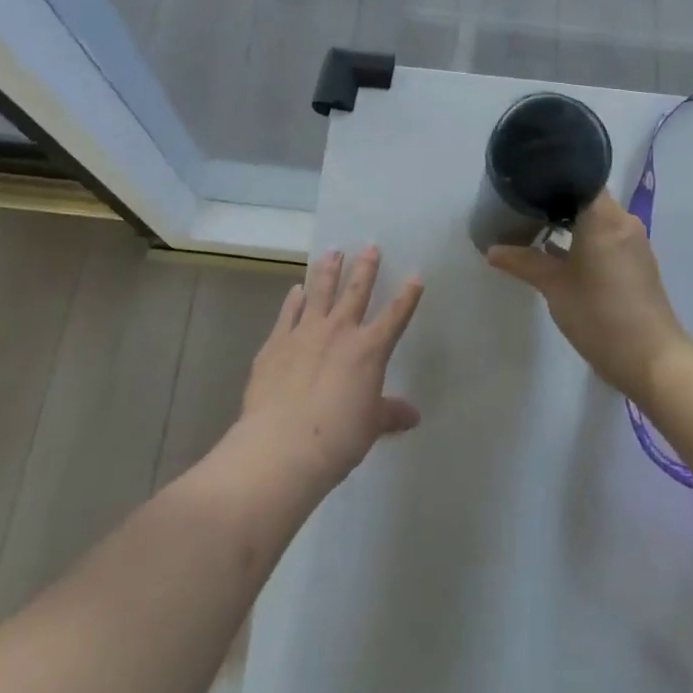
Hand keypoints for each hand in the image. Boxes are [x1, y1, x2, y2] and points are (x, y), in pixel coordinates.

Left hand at [238, 247, 423, 493]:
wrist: (282, 445)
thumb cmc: (337, 437)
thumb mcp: (371, 426)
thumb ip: (390, 413)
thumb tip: (412, 415)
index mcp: (369, 350)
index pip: (395, 316)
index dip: (407, 296)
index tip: (416, 276)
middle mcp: (339, 331)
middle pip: (356, 292)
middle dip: (365, 268)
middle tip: (370, 246)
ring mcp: (305, 332)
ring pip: (320, 292)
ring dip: (328, 270)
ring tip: (332, 252)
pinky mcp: (276, 342)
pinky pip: (288, 313)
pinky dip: (293, 300)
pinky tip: (296, 290)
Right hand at [486, 194, 692, 401]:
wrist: (651, 360)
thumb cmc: (600, 315)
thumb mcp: (554, 287)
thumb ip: (523, 262)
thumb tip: (492, 250)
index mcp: (605, 217)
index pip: (581, 178)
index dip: (553, 177)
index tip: (526, 181)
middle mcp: (623, 222)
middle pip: (587, 197)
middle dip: (556, 200)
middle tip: (521, 204)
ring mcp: (633, 243)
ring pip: (597, 218)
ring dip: (570, 222)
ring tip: (535, 226)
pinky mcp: (636, 263)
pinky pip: (607, 236)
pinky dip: (585, 238)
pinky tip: (559, 252)